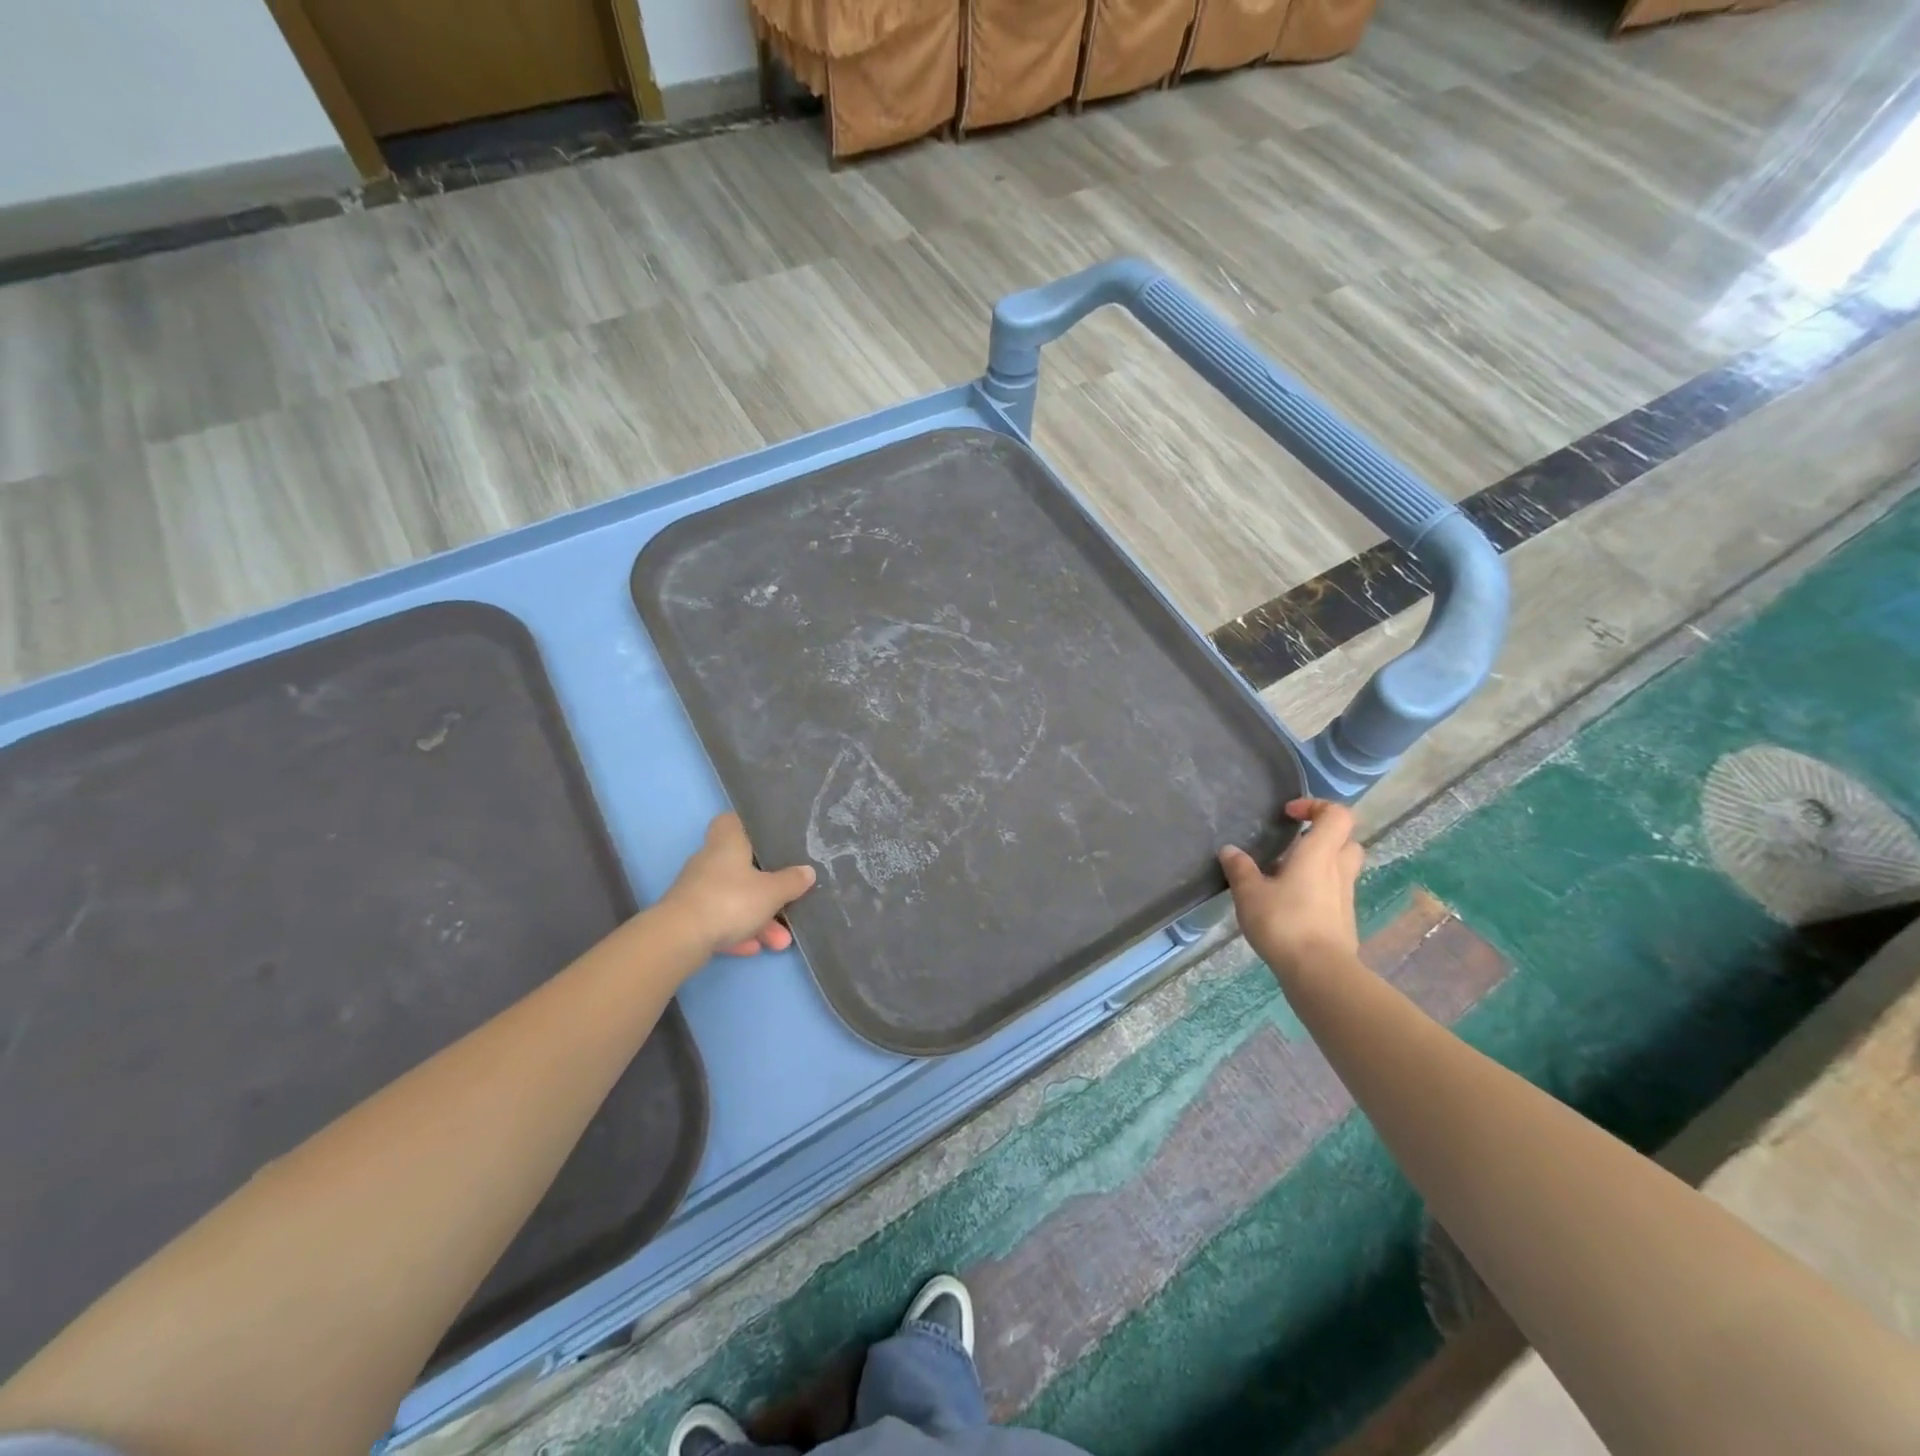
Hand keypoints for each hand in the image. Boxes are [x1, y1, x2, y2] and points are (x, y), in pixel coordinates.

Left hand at [662, 813, 816, 956]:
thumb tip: (807, 871)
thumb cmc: (730, 900)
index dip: (749, 826)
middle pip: (741, 867)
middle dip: (766, 889)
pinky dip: (737, 932)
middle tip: (787, 900)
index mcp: (727, 843)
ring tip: (780, 942)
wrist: (679, 938)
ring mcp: (697, 890)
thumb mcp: (772, 892)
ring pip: (733, 899)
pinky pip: (719, 920)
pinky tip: (753, 948)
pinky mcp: (688, 918)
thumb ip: (791, 881)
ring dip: (757, 919)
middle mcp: (709, 861)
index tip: (768, 837)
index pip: (731, 821)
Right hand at [1220, 798, 1364, 974]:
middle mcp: (1338, 870)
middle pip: (1345, 840)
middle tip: (1292, 844)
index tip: (1289, 815)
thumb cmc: (1284, 922)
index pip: (1337, 815)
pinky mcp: (1344, 920)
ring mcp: (1345, 896)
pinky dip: (1317, 889)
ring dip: (1318, 864)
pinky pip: (1334, 892)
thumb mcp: (1249, 893)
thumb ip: (1240, 868)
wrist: (1319, 972)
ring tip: (1284, 875)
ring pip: (1340, 867)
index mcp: (1319, 853)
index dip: (1316, 806)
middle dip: (1322, 836)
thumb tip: (1230, 850)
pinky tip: (1290, 904)